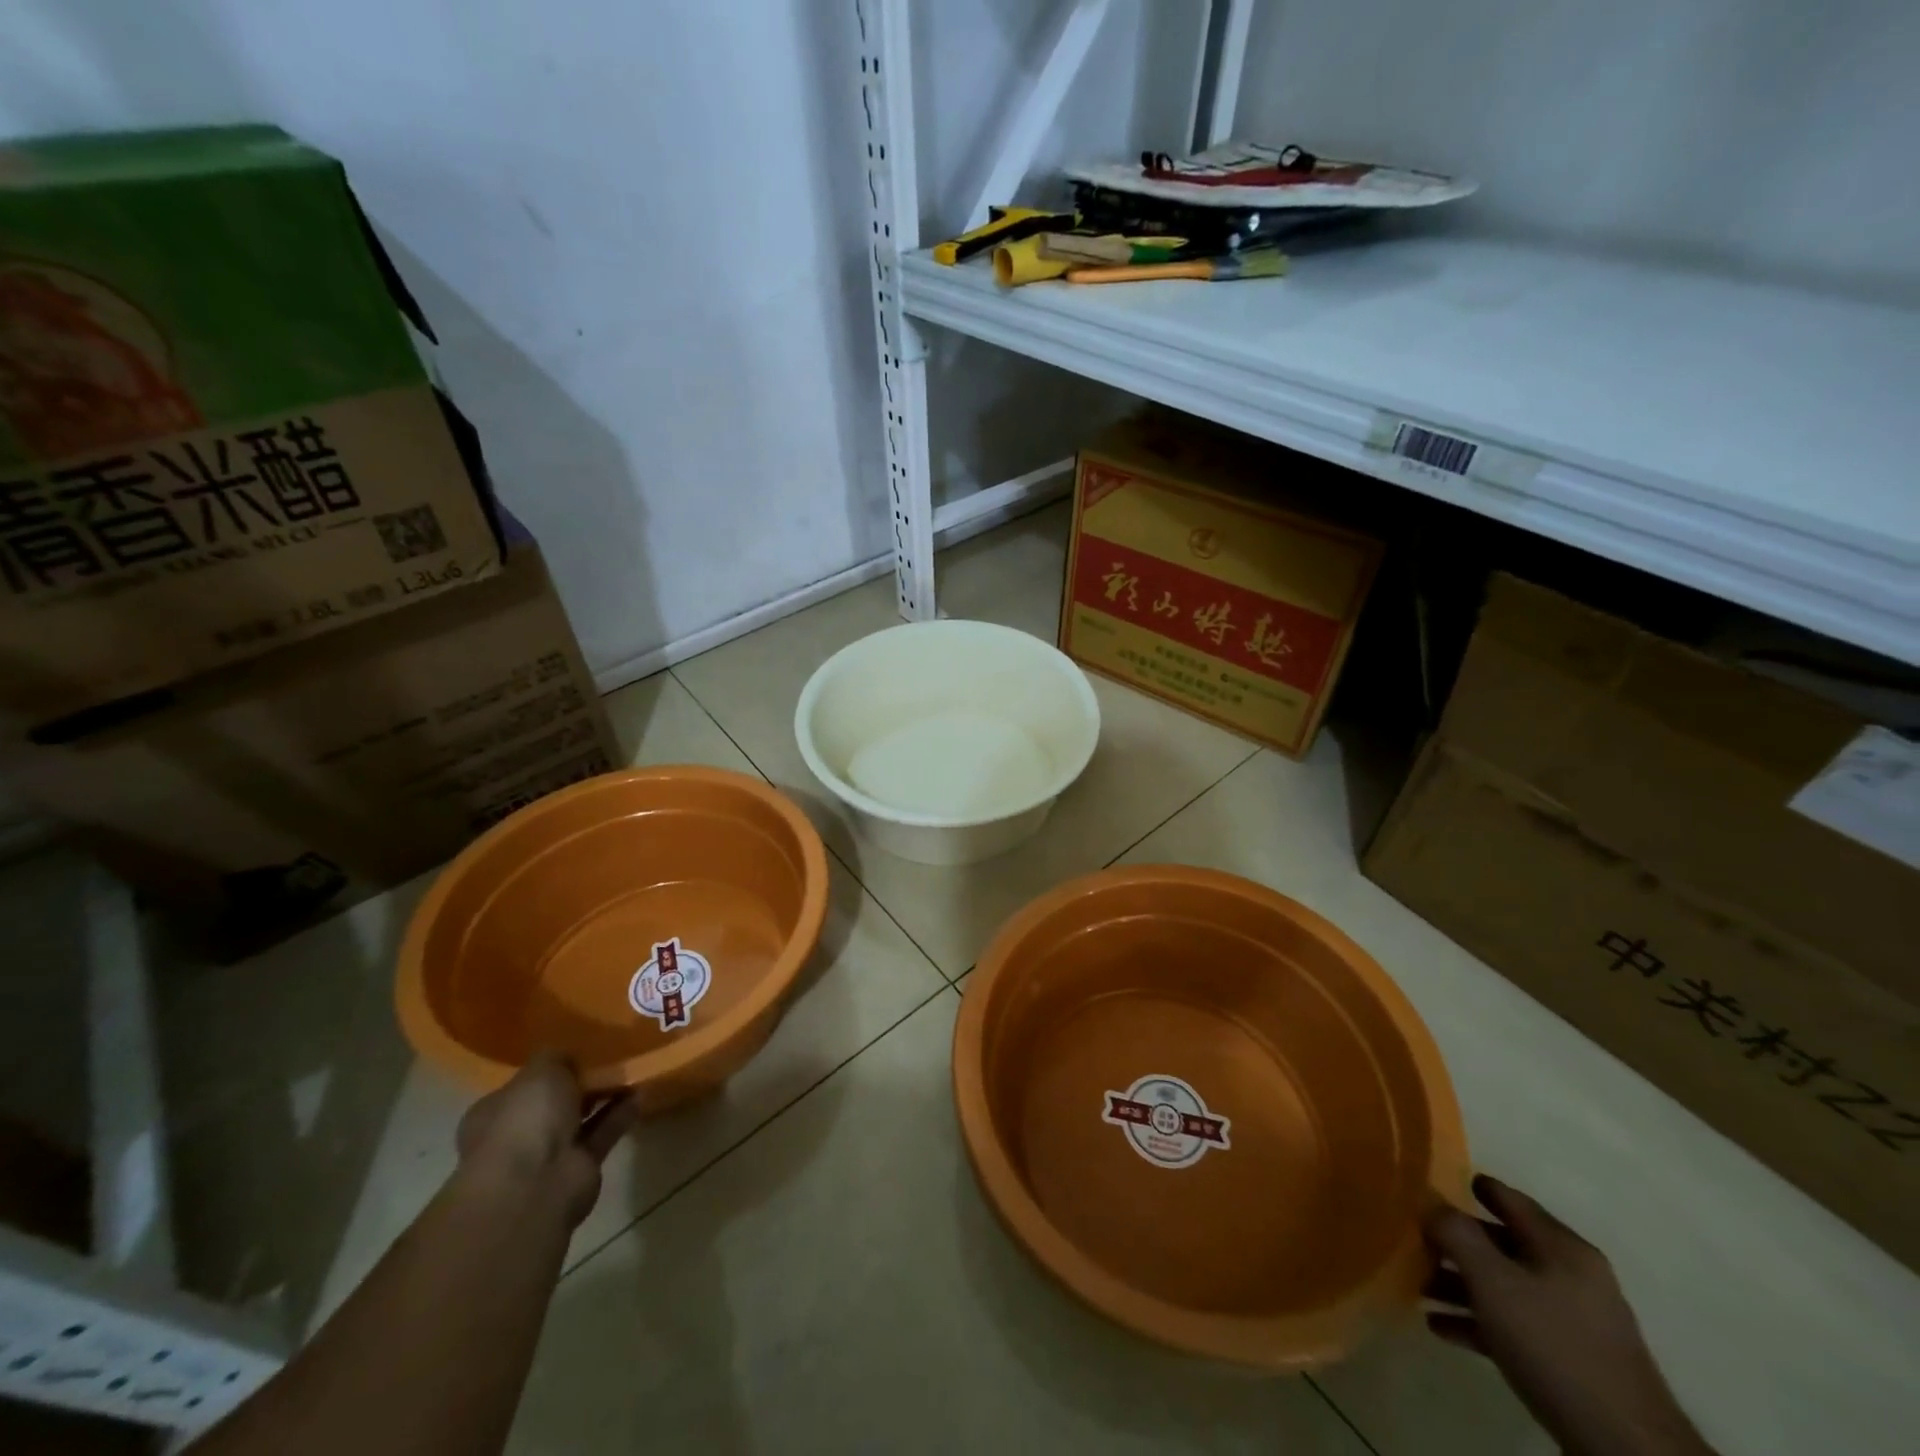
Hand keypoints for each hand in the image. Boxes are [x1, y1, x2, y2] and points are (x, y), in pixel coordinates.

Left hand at [456, 1053, 638, 1227]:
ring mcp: (548, 1154)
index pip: (522, 1086)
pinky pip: (603, 1132)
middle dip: (580, 1083)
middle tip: (611, 1057)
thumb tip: (569, 1057)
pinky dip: (621, 1114)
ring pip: (581, 1118)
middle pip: (554, 1103)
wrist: (535, 1184)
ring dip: (604, 1097)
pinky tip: (641, 1092)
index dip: (549, 1068)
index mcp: (495, 1111)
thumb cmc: (525, 1119)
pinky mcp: (579, 1168)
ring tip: (633, 1070)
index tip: (578, 1051)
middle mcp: (518, 1134)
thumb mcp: (541, 1070)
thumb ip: (557, 1058)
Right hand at [1424, 1175, 1714, 1455]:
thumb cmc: (1554, 1345)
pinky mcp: (1571, 1361)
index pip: (1510, 1200)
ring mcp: (1575, 1321)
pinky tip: (1440, 1326)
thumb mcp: (1493, 1281)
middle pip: (1502, 1244)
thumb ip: (1455, 1233)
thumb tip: (1429, 1200)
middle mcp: (1572, 1276)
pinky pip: (1514, 1324)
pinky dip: (1478, 1320)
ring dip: (1461, 1284)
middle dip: (1456, 1243)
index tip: (1434, 1182)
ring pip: (1504, 1286)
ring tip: (1418, 1287)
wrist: (1626, 1449)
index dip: (1472, 1187)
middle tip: (1414, 1238)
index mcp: (1562, 1248)